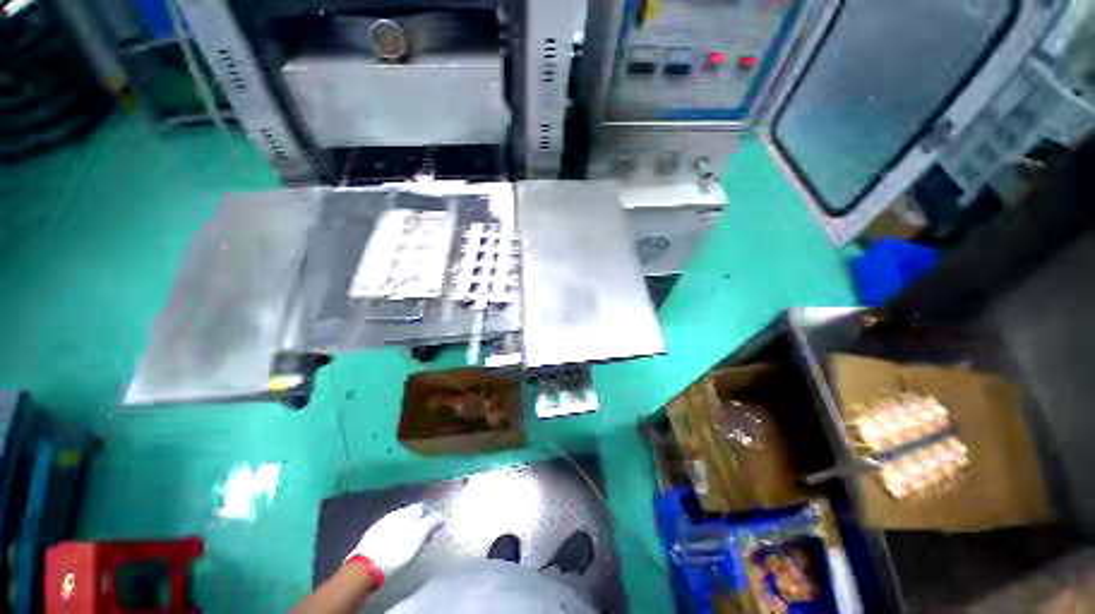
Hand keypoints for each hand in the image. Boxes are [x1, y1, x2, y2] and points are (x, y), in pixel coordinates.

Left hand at [346, 503, 443, 577]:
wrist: (364, 568)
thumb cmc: (396, 551)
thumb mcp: (418, 537)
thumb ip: (431, 523)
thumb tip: (441, 515)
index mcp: (405, 511)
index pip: (421, 507)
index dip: (429, 515)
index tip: (434, 526)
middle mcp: (392, 514)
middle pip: (409, 515)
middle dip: (416, 523)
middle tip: (423, 536)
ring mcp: (378, 525)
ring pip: (397, 524)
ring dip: (404, 530)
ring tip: (408, 543)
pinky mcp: (369, 539)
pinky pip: (386, 533)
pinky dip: (393, 538)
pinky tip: (393, 547)